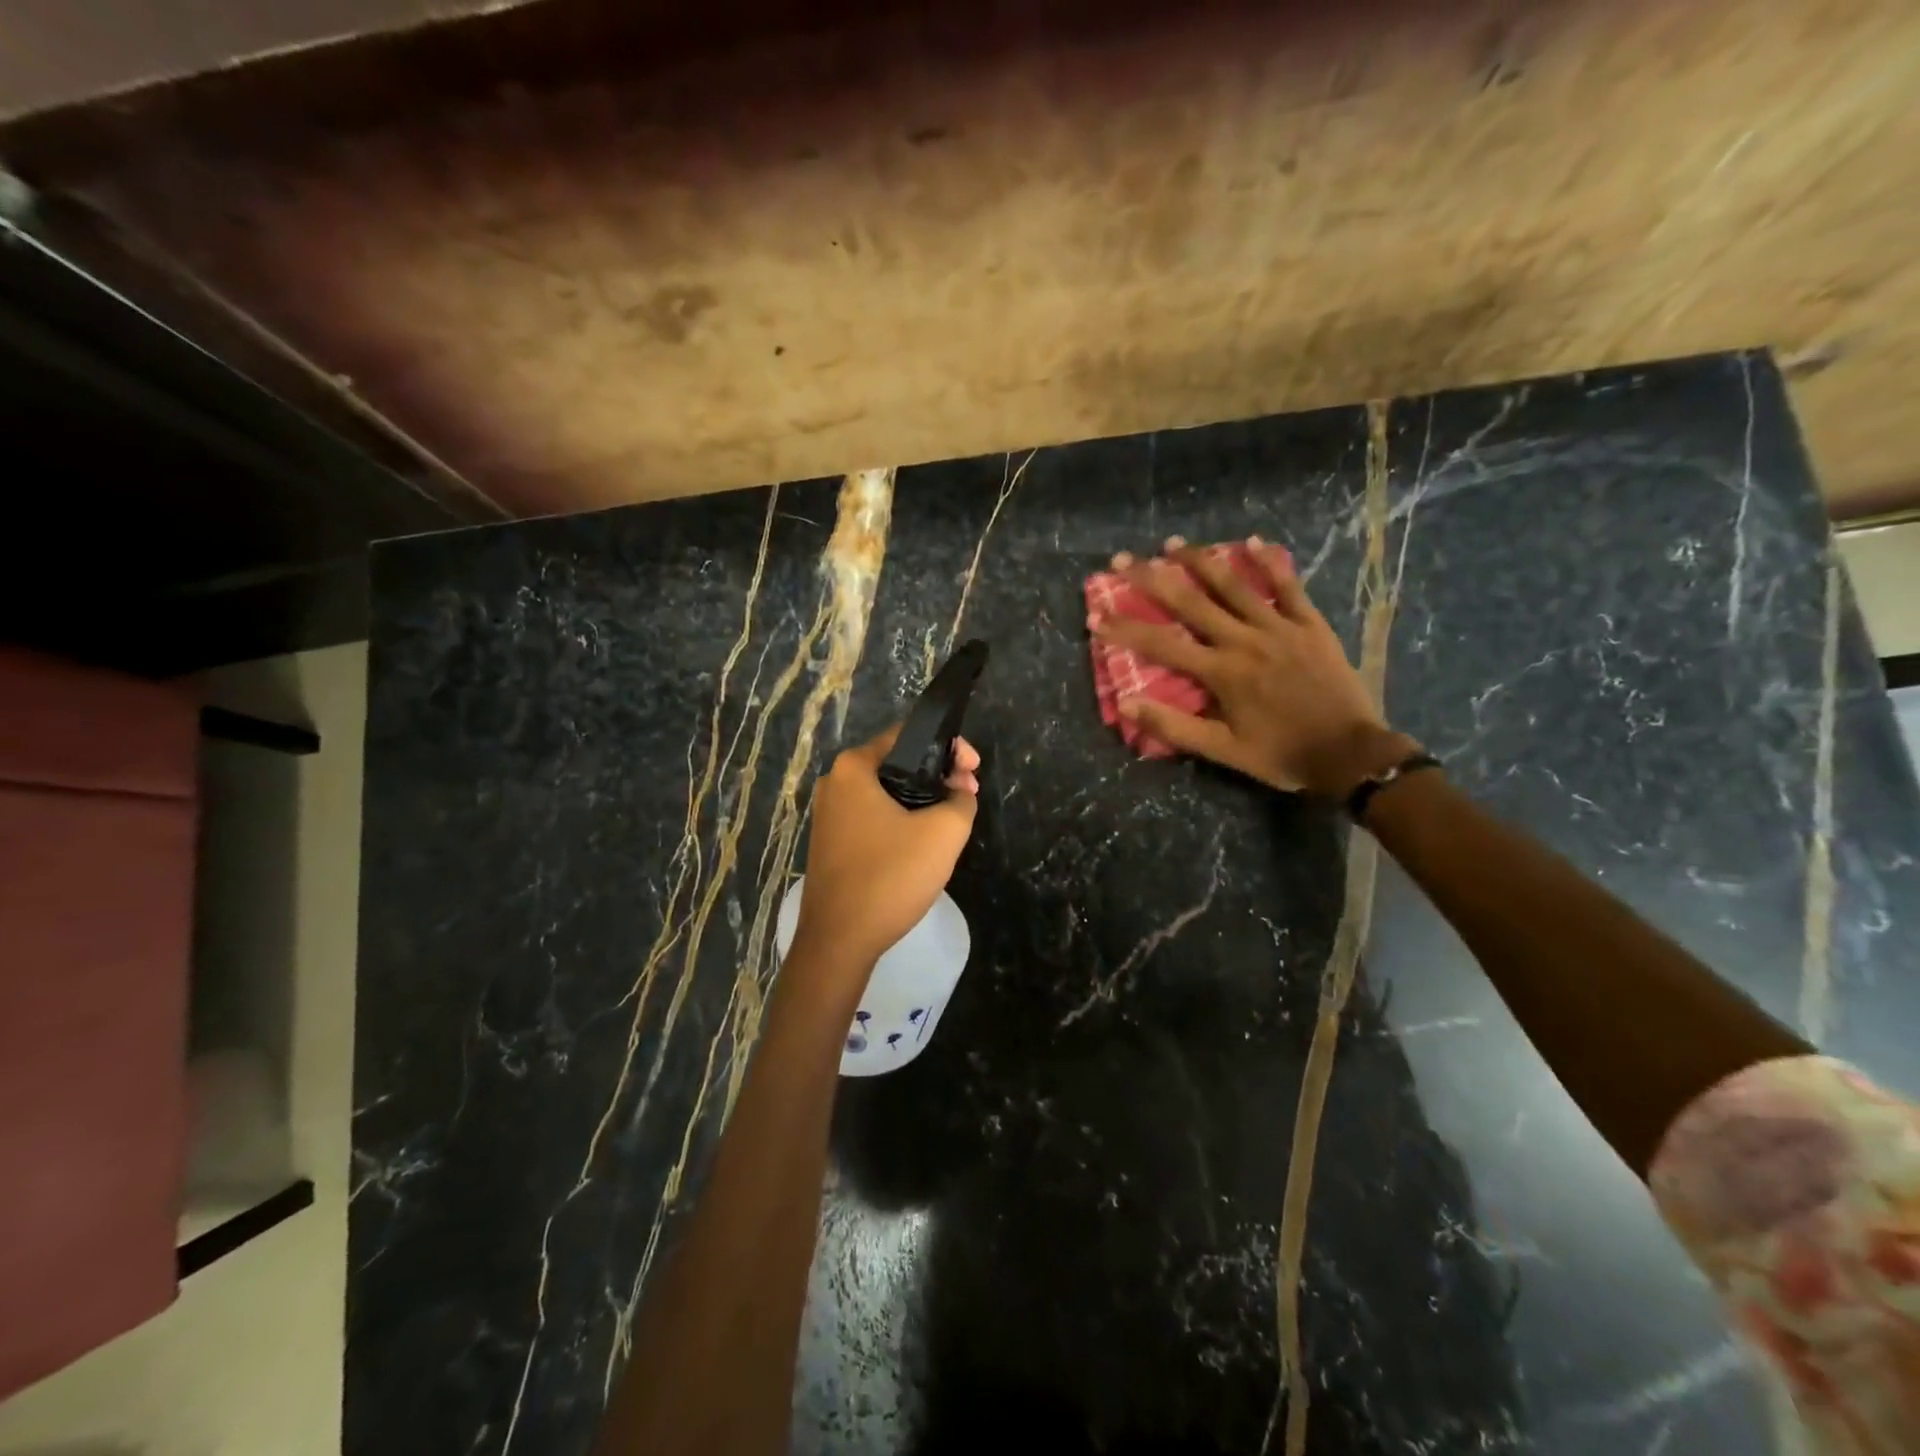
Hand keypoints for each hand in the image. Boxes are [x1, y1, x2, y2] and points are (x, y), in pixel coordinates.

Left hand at [793, 726, 980, 973]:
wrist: (839, 940)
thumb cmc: (890, 876)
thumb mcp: (944, 833)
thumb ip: (961, 800)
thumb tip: (959, 792)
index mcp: (854, 767)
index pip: (908, 734)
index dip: (949, 747)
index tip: (973, 771)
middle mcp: (835, 782)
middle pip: (897, 763)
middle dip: (938, 775)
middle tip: (968, 796)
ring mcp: (829, 814)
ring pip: (887, 792)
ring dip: (922, 799)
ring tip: (952, 819)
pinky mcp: (831, 842)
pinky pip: (874, 817)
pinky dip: (901, 820)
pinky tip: (923, 842)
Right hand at [1093, 535, 1415, 796]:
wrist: (1350, 754)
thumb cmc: (1281, 754)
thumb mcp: (1223, 750)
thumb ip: (1174, 726)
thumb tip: (1126, 705)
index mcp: (1221, 672)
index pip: (1161, 644)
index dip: (1126, 629)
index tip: (1096, 616)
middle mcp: (1244, 640)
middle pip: (1190, 602)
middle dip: (1151, 578)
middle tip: (1122, 559)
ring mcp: (1279, 627)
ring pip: (1233, 585)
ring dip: (1200, 560)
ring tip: (1172, 542)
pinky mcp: (1310, 624)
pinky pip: (1288, 587)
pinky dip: (1270, 563)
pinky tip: (1252, 542)